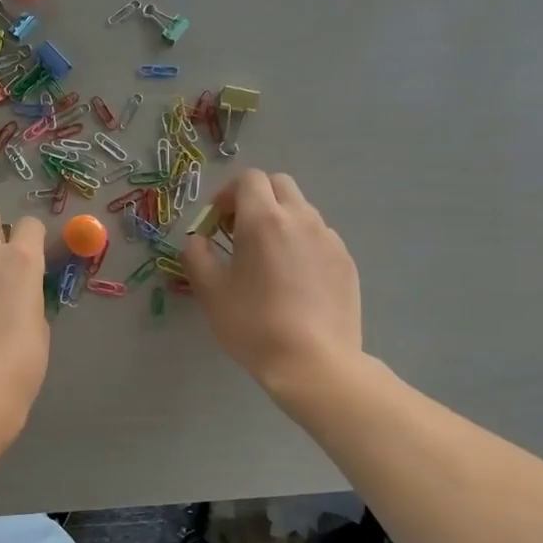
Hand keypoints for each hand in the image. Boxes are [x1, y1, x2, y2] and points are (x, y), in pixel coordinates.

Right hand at [182, 170, 363, 408]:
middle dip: (256, 199)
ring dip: (279, 220)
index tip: (217, 223)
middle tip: (239, 233)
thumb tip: (197, 240)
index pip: (248, 179)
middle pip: (279, 185)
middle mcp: (301, 218)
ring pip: (301, 210)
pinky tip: (293, 281)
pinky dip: (301, 243)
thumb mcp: (210, 292)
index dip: (228, 194)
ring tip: (267, 260)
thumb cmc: (253, 324)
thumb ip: (196, 256)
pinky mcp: (346, 261)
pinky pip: (319, 237)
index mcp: (264, 220)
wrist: (313, 362)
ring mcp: (329, 239)